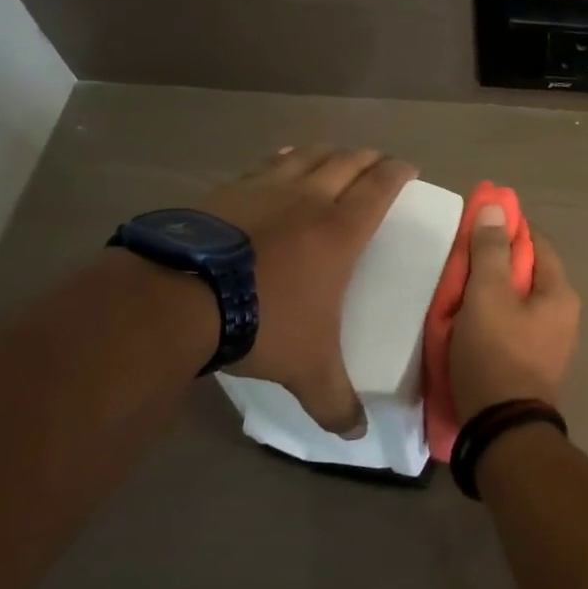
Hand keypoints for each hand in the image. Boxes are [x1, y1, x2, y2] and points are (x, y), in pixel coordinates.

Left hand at [196, 146, 415, 435]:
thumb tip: (357, 435)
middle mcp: (308, 199)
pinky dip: (283, 159)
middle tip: (378, 162)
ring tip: (335, 156)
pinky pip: (266, 164)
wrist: (178, 298)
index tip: (409, 167)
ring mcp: (265, 189)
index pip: (380, 187)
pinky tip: (281, 162)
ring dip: (328, 153)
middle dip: (368, 158)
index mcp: (340, 231)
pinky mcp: (227, 191)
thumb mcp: (308, 370)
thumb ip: (336, 402)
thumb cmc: (262, 323)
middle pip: (347, 162)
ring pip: (307, 156)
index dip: (398, 172)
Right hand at [449, 205, 580, 420]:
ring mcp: (552, 343)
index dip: (507, 229)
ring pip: (519, 301)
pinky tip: (471, 324)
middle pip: (528, 273)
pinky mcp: (535, 364)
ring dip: (492, 293)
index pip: (536, 243)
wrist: (501, 429)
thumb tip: (497, 207)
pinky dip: (494, 318)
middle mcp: (565, 315)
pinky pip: (514, 327)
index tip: (476, 226)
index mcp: (560, 293)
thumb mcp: (487, 295)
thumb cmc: (495, 354)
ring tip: (460, 293)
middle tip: (461, 263)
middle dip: (495, 263)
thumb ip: (491, 251)